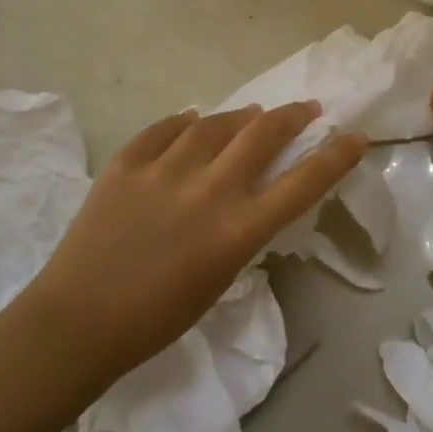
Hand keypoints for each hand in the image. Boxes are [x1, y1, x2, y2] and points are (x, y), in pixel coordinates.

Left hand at [26, 102, 366, 387]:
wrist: (77, 323)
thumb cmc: (158, 318)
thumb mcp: (220, 276)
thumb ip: (242, 228)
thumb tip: (250, 190)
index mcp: (237, 230)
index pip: (303, 182)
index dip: (336, 155)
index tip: (354, 136)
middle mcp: (208, 191)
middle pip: (263, 134)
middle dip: (293, 116)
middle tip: (306, 109)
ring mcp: (164, 171)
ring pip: (215, 123)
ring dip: (240, 117)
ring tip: (250, 116)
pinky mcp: (126, 163)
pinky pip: (164, 129)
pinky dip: (184, 123)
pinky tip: (191, 121)